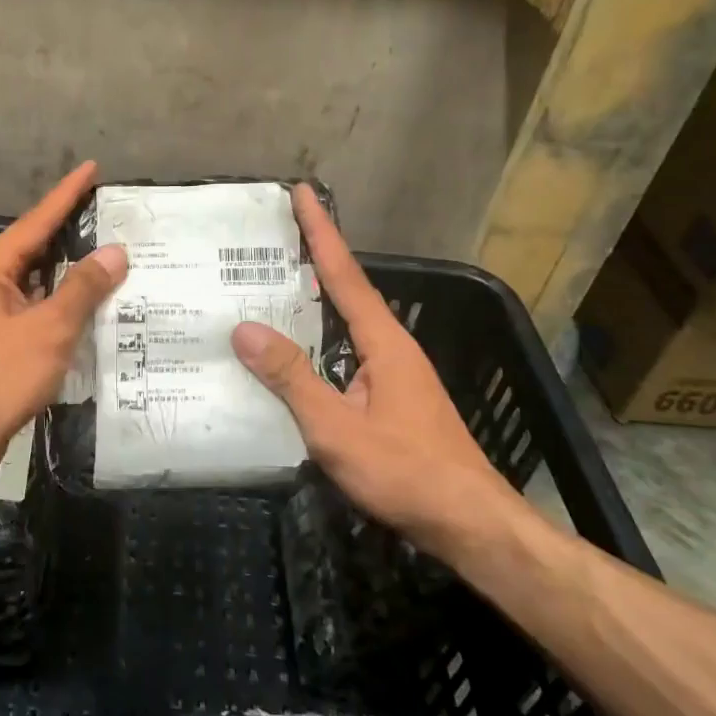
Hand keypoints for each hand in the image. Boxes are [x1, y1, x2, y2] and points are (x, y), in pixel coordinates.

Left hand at [0, 163, 126, 490]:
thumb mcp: (46, 330)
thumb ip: (82, 289)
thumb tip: (114, 252)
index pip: (38, 220)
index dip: (67, 194)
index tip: (92, 168)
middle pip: (36, 250)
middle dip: (74, 235)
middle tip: (116, 221)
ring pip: (36, 286)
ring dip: (70, 279)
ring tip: (114, 266)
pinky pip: (33, 316)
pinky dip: (60, 312)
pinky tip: (90, 318)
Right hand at [231, 185, 527, 561]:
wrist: (470, 523)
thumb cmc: (406, 472)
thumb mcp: (338, 428)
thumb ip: (292, 379)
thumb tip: (245, 329)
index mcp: (383, 341)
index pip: (345, 274)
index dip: (321, 231)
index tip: (302, 192)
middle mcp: (391, 346)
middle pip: (346, 291)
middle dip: (312, 258)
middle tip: (269, 238)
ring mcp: (395, 373)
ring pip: (346, 324)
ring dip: (314, 300)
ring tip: (269, 286)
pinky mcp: (392, 398)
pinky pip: (346, 352)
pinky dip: (318, 339)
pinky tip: (294, 355)